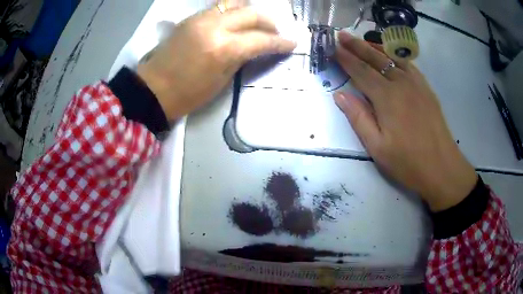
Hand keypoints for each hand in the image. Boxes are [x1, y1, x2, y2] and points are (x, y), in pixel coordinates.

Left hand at [137, 5, 295, 119]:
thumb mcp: (221, 80)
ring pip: (236, 3)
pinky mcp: (192, 17)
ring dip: (251, 11)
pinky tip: (236, 20)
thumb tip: (255, 47)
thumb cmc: (188, 94)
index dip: (280, 42)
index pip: (261, 39)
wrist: (153, 88)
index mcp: (224, 48)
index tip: (292, 43)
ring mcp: (201, 18)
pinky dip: (233, 11)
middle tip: (276, 32)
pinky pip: (219, 7)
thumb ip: (241, 58)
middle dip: (270, 22)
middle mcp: (215, 26)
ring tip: (257, 23)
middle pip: (252, 13)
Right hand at [334, 31, 476, 211]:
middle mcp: (401, 84)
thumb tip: (340, 95)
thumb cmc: (408, 162)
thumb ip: (359, 118)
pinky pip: (409, 66)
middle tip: (342, 35)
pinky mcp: (426, 89)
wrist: (442, 168)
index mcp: (387, 98)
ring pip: (392, 58)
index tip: (333, 48)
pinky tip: (391, 56)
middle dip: (357, 45)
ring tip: (363, 40)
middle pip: (375, 59)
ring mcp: (416, 84)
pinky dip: (396, 57)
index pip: (360, 71)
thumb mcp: (377, 147)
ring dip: (375, 47)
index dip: (345, 59)